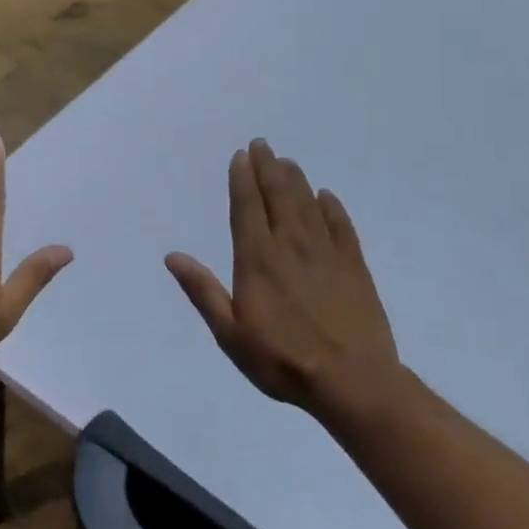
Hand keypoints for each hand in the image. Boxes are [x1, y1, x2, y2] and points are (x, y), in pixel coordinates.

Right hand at [165, 140, 403, 420]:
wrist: (355, 384)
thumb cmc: (283, 360)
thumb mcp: (231, 334)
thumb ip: (203, 291)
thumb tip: (173, 256)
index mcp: (258, 259)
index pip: (247, 207)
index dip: (242, 179)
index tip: (241, 156)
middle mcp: (290, 246)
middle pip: (278, 196)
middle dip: (267, 168)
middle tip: (262, 144)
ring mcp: (326, 254)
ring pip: (308, 205)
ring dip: (296, 180)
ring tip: (287, 162)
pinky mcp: (355, 268)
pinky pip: (342, 227)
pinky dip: (332, 208)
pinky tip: (326, 196)